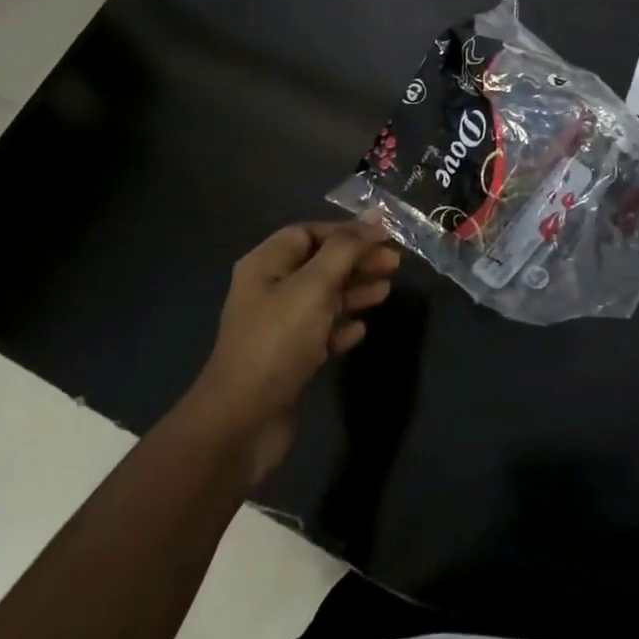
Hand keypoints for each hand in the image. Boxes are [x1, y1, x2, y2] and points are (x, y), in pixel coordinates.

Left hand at [189, 221, 399, 487]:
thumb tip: (375, 217)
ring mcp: (278, 327)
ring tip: (386, 291)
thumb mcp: (314, 286)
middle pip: (320, 264)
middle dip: (357, 261)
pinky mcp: (289, 359)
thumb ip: (346, 249)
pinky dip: (342, 326)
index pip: (309, 232)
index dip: (346, 231)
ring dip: (355, 291)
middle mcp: (270, 290)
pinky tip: (362, 329)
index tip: (384, 236)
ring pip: (323, 298)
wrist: (243, 421)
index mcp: (266, 265)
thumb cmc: (278, 341)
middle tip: (395, 264)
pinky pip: (321, 332)